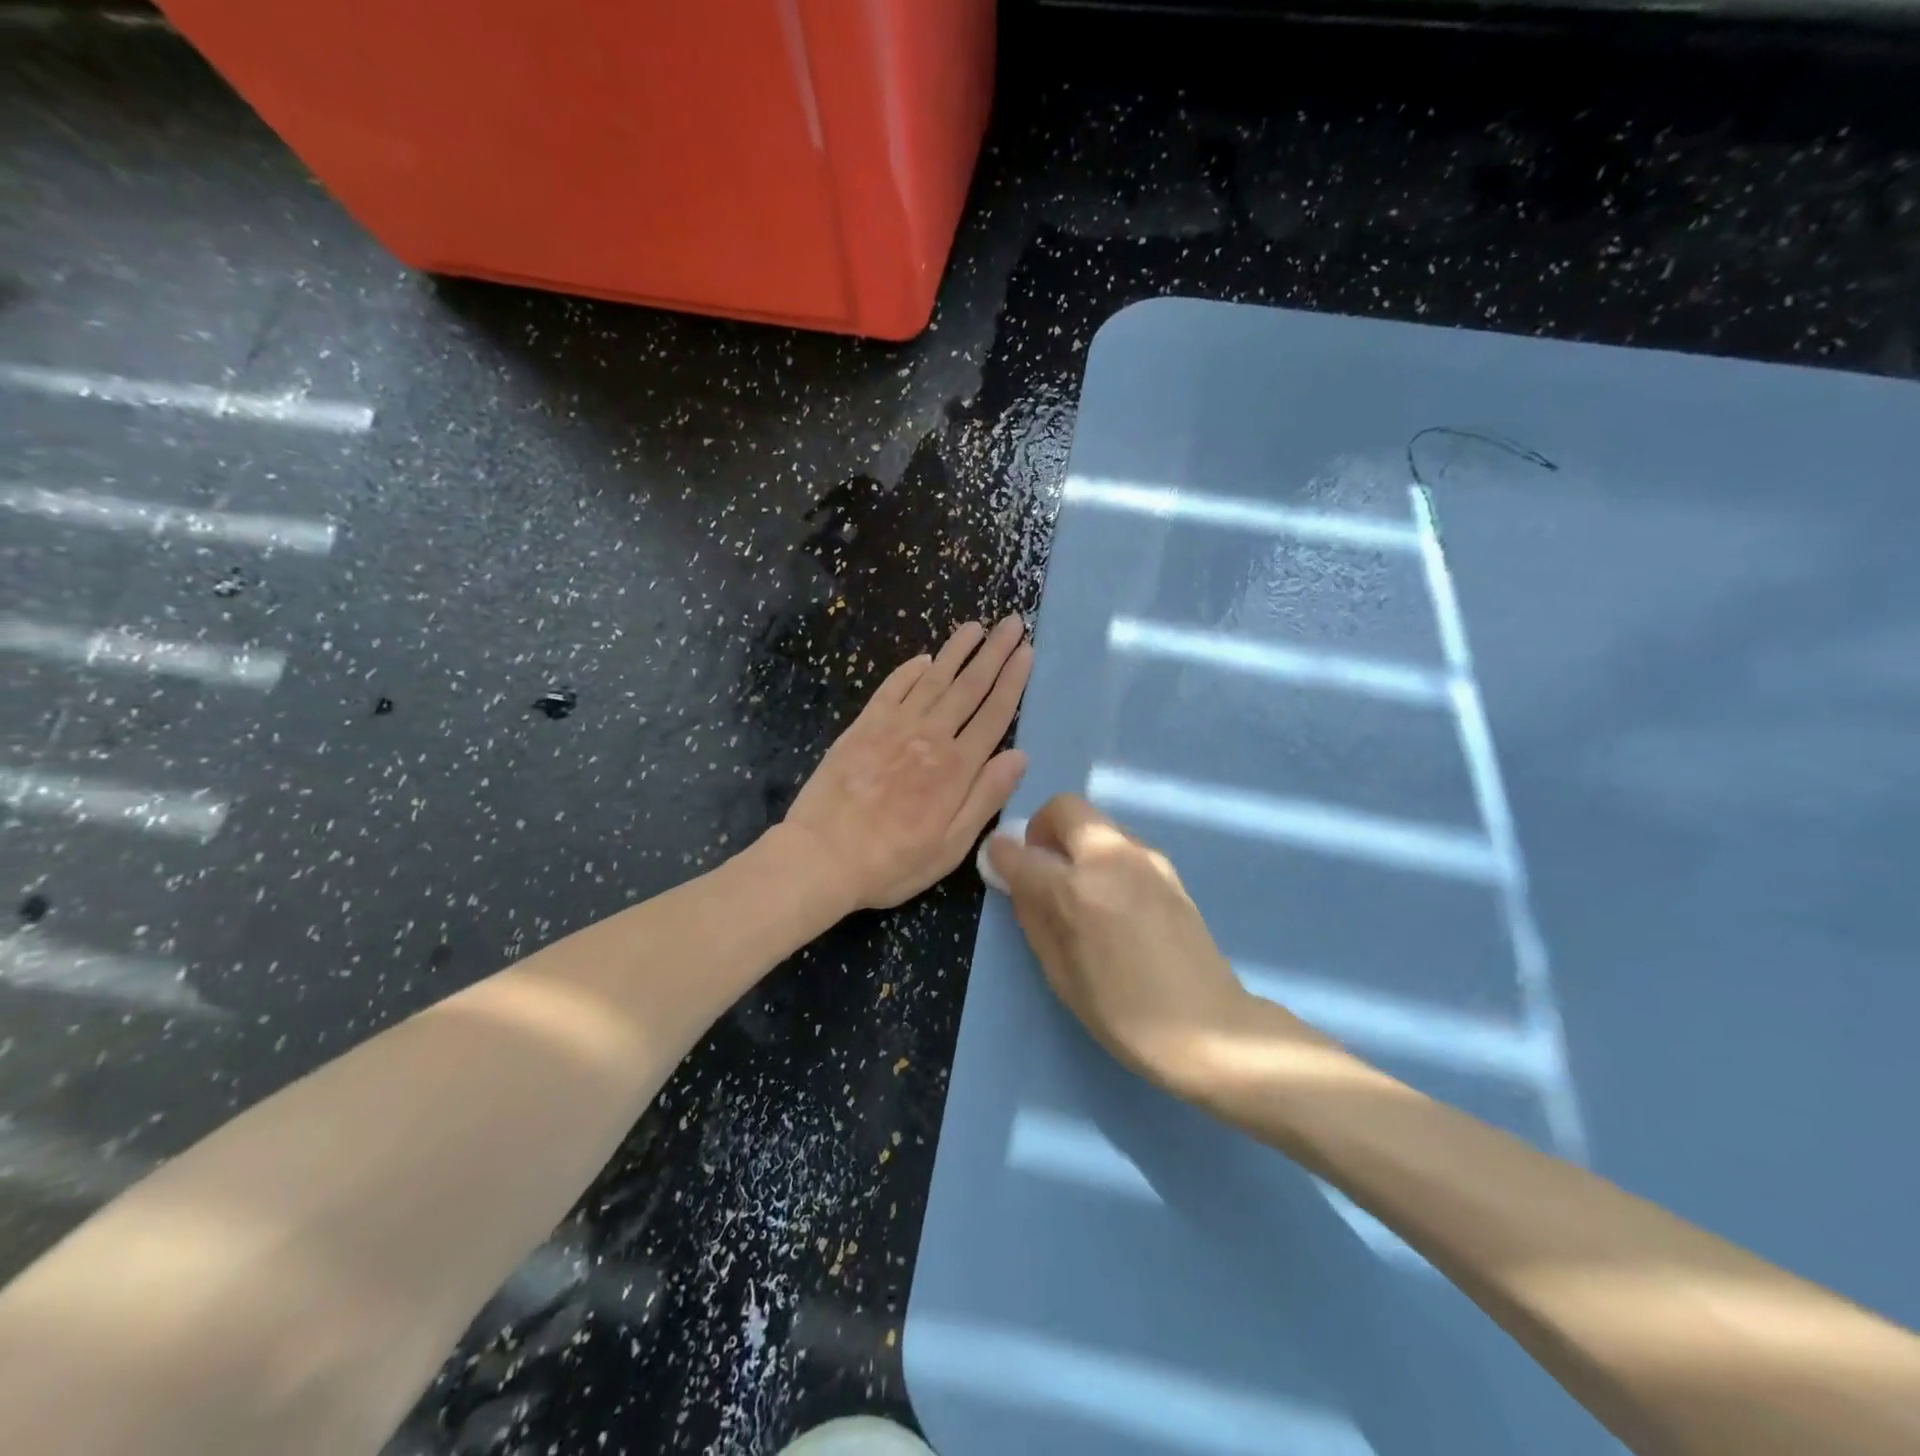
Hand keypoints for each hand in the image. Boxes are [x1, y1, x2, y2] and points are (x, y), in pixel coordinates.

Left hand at [783, 616, 1033, 910]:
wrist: (822, 856)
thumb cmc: (893, 861)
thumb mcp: (953, 845)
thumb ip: (986, 796)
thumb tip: (1019, 755)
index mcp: (957, 767)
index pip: (994, 713)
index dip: (1013, 680)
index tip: (1026, 651)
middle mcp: (930, 737)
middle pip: (969, 686)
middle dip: (993, 652)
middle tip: (1011, 622)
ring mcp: (894, 727)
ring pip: (933, 679)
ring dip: (956, 650)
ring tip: (975, 626)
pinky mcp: (863, 726)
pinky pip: (892, 688)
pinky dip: (910, 670)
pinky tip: (924, 658)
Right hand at [987, 794, 1308, 1097]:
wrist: (1208, 1027)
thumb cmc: (1123, 1014)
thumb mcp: (1061, 975)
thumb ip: (1034, 919)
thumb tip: (1019, 884)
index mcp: (1075, 891)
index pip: (1022, 854)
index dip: (1001, 854)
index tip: (997, 860)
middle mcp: (1109, 859)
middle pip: (1065, 808)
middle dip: (1042, 827)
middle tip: (1041, 863)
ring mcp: (1144, 858)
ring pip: (1096, 822)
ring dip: (1076, 840)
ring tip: (1079, 885)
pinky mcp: (1168, 867)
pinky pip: (1122, 843)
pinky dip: (1103, 854)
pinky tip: (1112, 897)